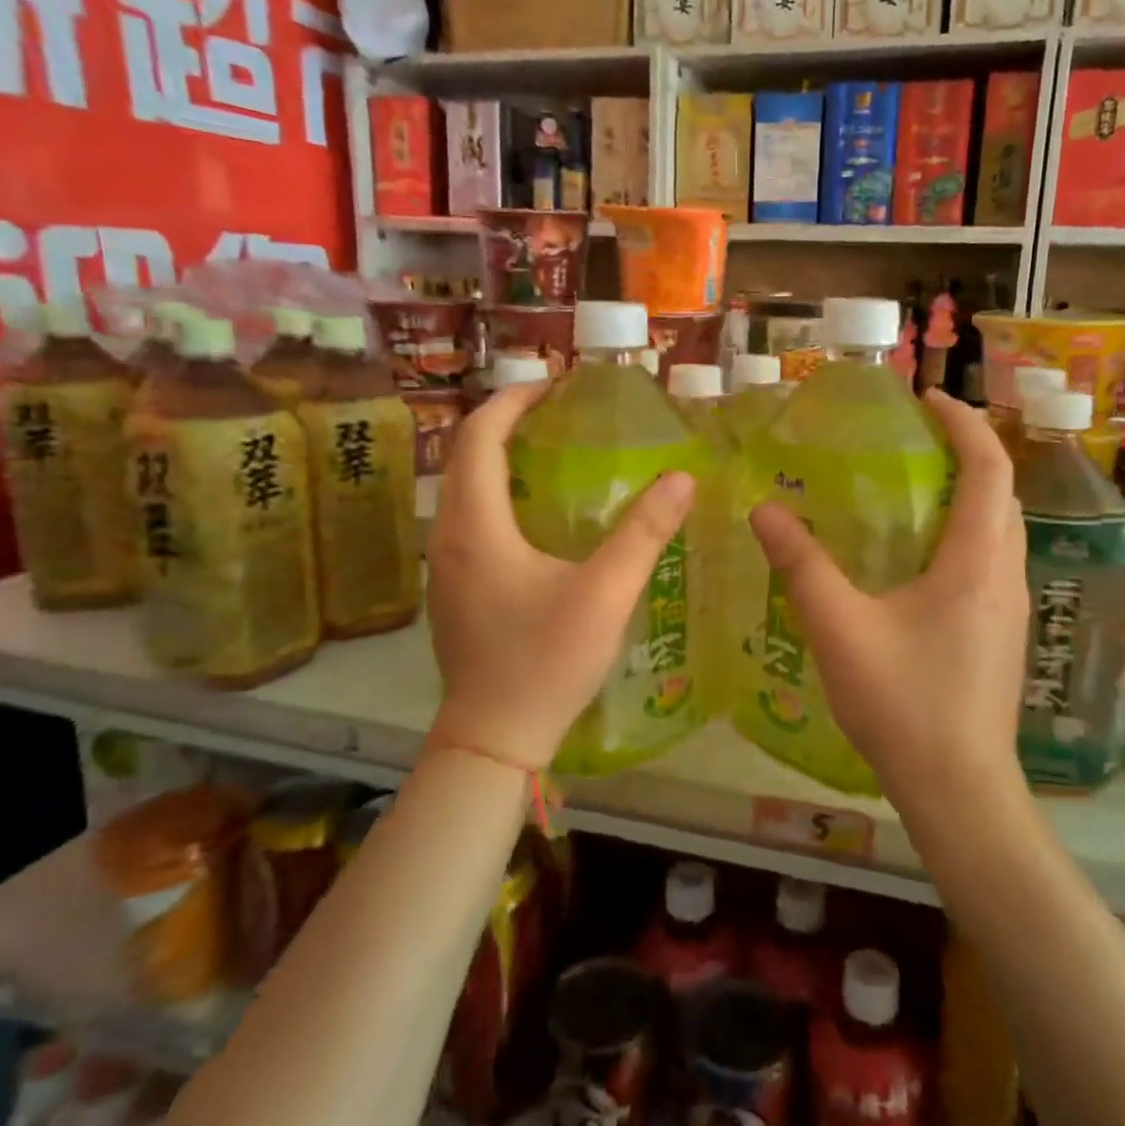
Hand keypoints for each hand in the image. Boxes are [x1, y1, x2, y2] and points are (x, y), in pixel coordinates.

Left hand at [425, 383, 694, 770]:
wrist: (492, 739)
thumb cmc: (544, 663)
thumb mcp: (604, 595)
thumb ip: (644, 534)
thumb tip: (681, 478)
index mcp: (475, 526)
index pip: (478, 436)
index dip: (512, 400)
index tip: (553, 386)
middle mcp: (447, 535)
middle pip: (466, 457)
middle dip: (507, 423)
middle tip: (560, 414)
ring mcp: (443, 565)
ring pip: (464, 489)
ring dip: (500, 459)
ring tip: (553, 453)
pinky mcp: (452, 589)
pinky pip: (468, 519)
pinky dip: (497, 494)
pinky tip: (539, 516)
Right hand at [748, 390, 1028, 801]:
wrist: (959, 790)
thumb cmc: (903, 704)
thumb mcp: (840, 629)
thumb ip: (801, 566)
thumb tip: (763, 510)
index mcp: (976, 562)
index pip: (989, 467)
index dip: (964, 423)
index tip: (927, 398)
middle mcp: (1006, 575)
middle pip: (1002, 493)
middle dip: (968, 451)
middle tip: (915, 438)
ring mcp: (1011, 608)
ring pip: (1001, 528)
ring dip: (969, 493)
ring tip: (914, 485)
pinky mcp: (1002, 634)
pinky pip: (992, 560)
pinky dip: (964, 532)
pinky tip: (918, 556)